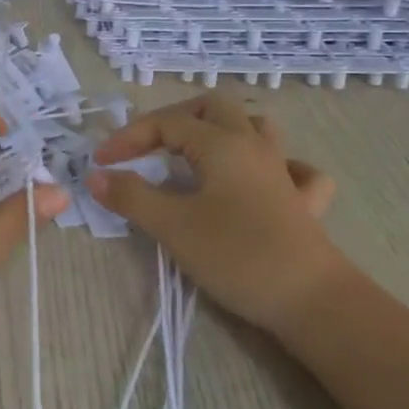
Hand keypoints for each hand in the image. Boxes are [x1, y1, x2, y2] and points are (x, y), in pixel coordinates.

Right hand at [87, 96, 340, 334]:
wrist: (312, 301)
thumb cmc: (237, 256)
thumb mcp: (173, 226)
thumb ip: (131, 196)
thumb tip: (96, 175)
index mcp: (221, 143)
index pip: (166, 124)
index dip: (129, 138)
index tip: (101, 164)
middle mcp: (253, 145)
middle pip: (212, 107)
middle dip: (173, 119)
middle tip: (146, 147)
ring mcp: (283, 171)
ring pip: (255, 126)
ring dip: (223, 129)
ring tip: (199, 150)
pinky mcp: (303, 202)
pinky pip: (294, 168)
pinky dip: (274, 164)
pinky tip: (262, 180)